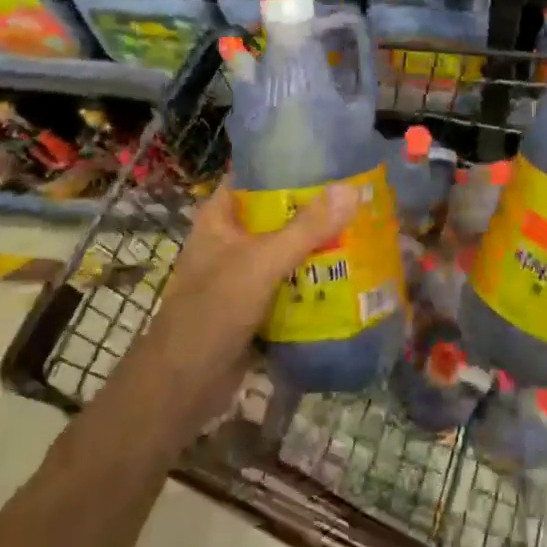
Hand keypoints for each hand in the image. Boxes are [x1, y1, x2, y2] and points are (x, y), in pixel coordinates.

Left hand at [112, 178, 355, 446]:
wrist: (180, 390)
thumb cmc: (211, 313)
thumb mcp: (261, 263)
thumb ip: (306, 228)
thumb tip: (353, 189)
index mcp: (221, 216)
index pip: (257, 173)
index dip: (292, 161)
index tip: (336, 155)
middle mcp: (232, 239)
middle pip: (280, 211)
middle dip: (318, 206)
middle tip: (363, 194)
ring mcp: (244, 273)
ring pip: (289, 248)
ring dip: (321, 244)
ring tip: (367, 228)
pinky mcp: (256, 304)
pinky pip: (292, 282)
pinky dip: (316, 278)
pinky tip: (351, 273)